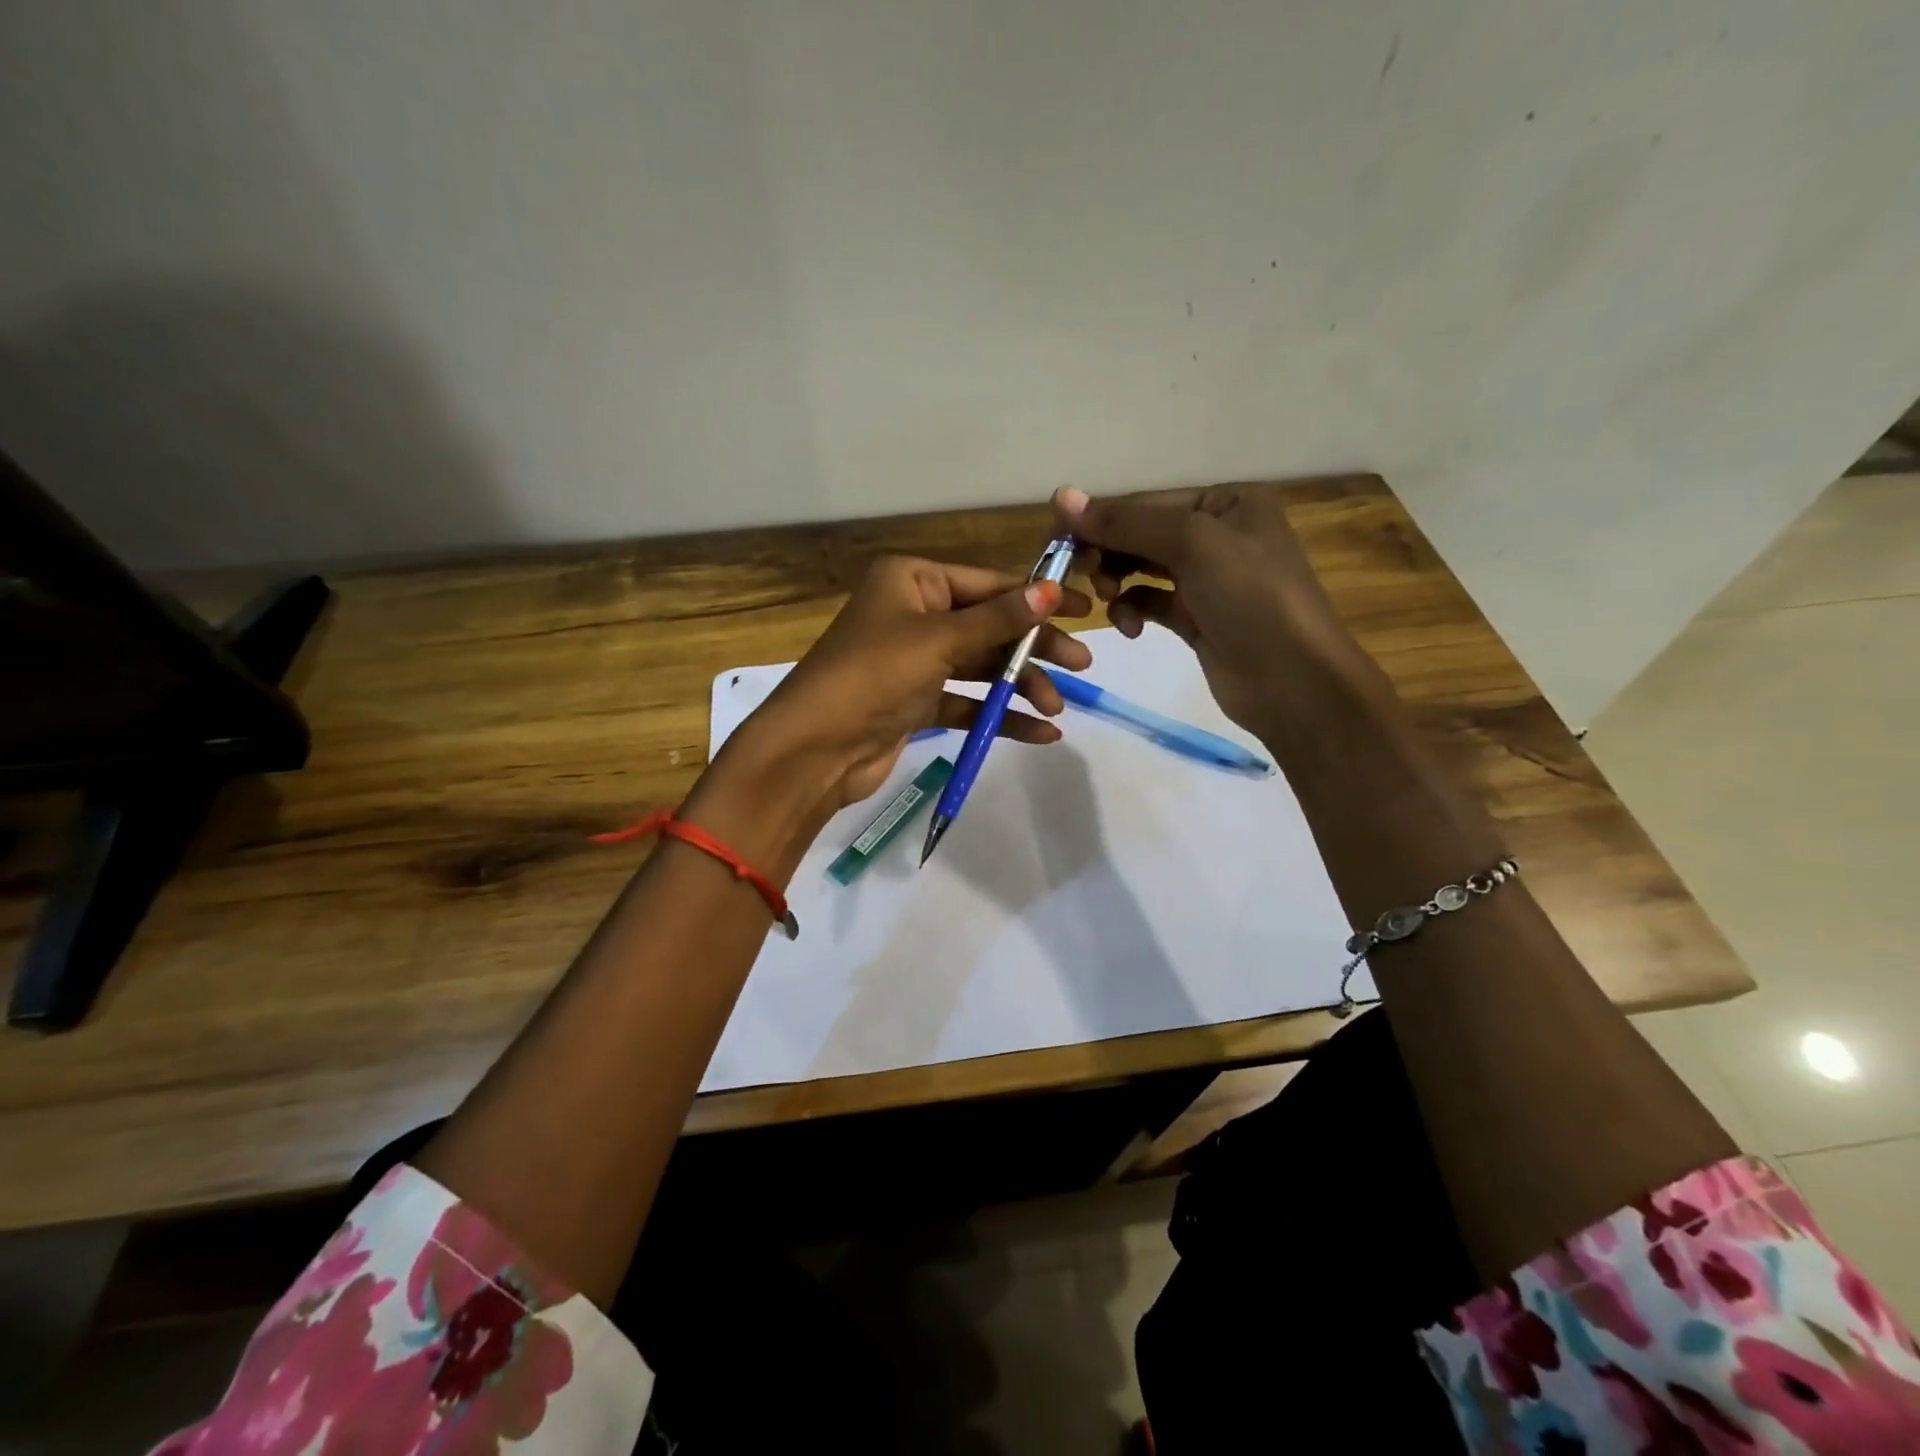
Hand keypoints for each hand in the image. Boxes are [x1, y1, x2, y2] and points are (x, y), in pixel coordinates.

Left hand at [724, 555, 1092, 815]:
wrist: (814, 750)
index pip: (988, 584)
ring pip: (980, 666)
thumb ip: (997, 619)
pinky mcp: (915, 702)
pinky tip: (1039, 732)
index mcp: (912, 581)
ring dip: (1018, 686)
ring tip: (1057, 708)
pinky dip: (998, 716)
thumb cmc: (873, 676)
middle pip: (989, 626)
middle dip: (1033, 648)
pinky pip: (967, 702)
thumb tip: (1051, 591)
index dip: (1037, 597)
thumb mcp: (938, 640)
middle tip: (1081, 666)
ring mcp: (914, 661)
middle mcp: (914, 614)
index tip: (1085, 610)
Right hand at [1053, 483, 1363, 736]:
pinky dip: (1133, 610)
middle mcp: (1217, 534)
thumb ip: (1126, 522)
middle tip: (1082, 575)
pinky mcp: (1196, 619)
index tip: (1056, 542)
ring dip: (1118, 581)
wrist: (1294, 681)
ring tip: (1109, 600)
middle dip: (1109, 552)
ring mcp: (1207, 579)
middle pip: (1141, 534)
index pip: (1146, 502)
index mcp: (1227, 503)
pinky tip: (1129, 627)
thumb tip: (1062, 496)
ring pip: (1141, 569)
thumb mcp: (1192, 544)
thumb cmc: (1252, 598)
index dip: (1100, 519)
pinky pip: (1150, 602)